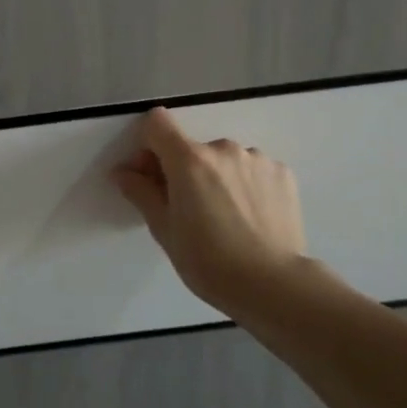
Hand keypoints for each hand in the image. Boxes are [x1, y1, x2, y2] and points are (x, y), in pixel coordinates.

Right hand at [112, 108, 305, 309]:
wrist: (273, 285)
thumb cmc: (208, 262)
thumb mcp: (164, 230)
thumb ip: (141, 192)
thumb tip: (123, 171)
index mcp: (188, 159)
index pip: (157, 123)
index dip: (149, 144)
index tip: (153, 175)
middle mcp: (223, 148)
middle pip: (193, 147)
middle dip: (186, 170)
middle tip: (192, 210)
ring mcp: (256, 158)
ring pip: (225, 160)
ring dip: (219, 177)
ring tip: (229, 217)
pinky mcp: (283, 173)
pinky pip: (254, 170)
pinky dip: (248, 186)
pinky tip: (252, 217)